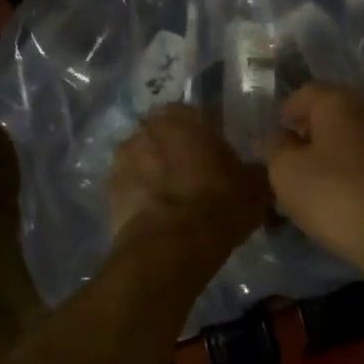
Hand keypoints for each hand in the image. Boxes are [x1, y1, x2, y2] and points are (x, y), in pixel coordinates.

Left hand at [108, 105, 270, 250]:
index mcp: (184, 116)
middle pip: (166, 135)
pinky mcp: (108, 190)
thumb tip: (255, 172)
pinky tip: (158, 215)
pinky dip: (141, 195)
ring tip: (174, 199)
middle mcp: (148, 127)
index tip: (218, 158)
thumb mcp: (256, 186)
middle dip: (177, 151)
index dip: (208, 137)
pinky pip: (130, 186)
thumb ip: (254, 169)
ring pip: (144, 158)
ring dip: (155, 171)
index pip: (197, 116)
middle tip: (196, 177)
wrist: (171, 247)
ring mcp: (122, 158)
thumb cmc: (219, 203)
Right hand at [264, 84, 363, 268]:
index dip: (285, 112)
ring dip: (330, 153)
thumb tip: (277, 136)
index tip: (272, 139)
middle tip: (288, 162)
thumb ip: (275, 147)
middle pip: (331, 113)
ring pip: (351, 137)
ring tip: (312, 183)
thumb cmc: (335, 195)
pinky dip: (351, 169)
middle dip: (308, 133)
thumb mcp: (287, 172)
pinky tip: (340, 195)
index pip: (305, 92)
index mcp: (340, 102)